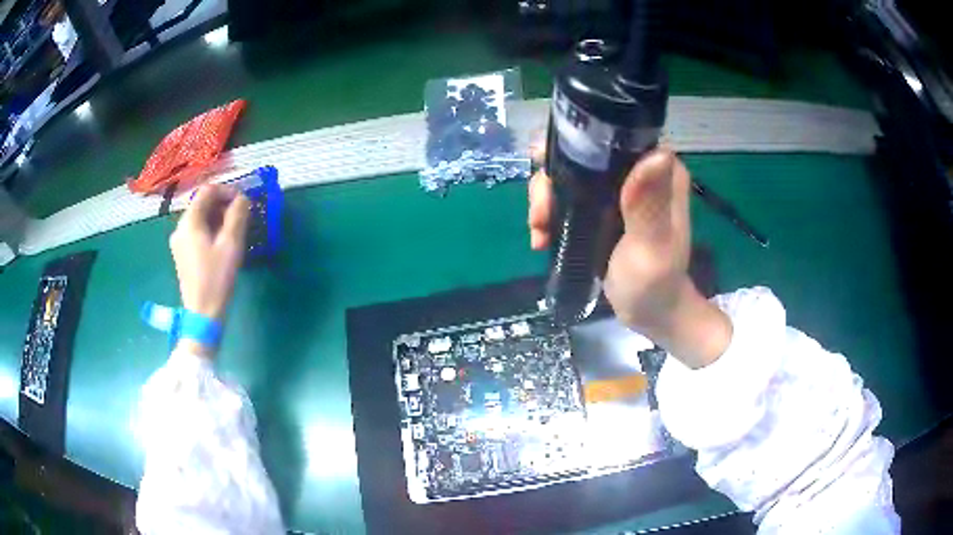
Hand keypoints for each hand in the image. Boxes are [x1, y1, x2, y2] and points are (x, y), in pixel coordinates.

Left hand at [169, 185, 248, 348]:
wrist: (202, 314)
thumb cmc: (217, 278)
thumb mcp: (231, 244)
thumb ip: (237, 216)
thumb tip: (243, 198)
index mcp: (190, 222)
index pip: (208, 191)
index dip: (227, 191)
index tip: (244, 202)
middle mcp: (180, 228)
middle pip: (202, 204)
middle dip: (223, 205)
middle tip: (242, 217)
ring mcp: (179, 242)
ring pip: (200, 218)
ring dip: (218, 218)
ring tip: (235, 231)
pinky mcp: (182, 254)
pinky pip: (197, 232)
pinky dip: (211, 230)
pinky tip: (222, 244)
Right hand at [528, 146, 730, 368]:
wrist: (652, 315)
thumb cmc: (655, 285)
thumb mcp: (650, 248)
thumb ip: (649, 206)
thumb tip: (655, 155)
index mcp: (659, 170)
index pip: (610, 135)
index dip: (573, 144)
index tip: (546, 172)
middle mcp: (639, 170)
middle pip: (581, 151)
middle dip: (551, 179)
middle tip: (540, 215)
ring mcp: (620, 188)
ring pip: (569, 172)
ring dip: (545, 199)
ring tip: (539, 232)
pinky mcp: (605, 206)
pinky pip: (569, 194)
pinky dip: (550, 212)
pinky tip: (542, 238)